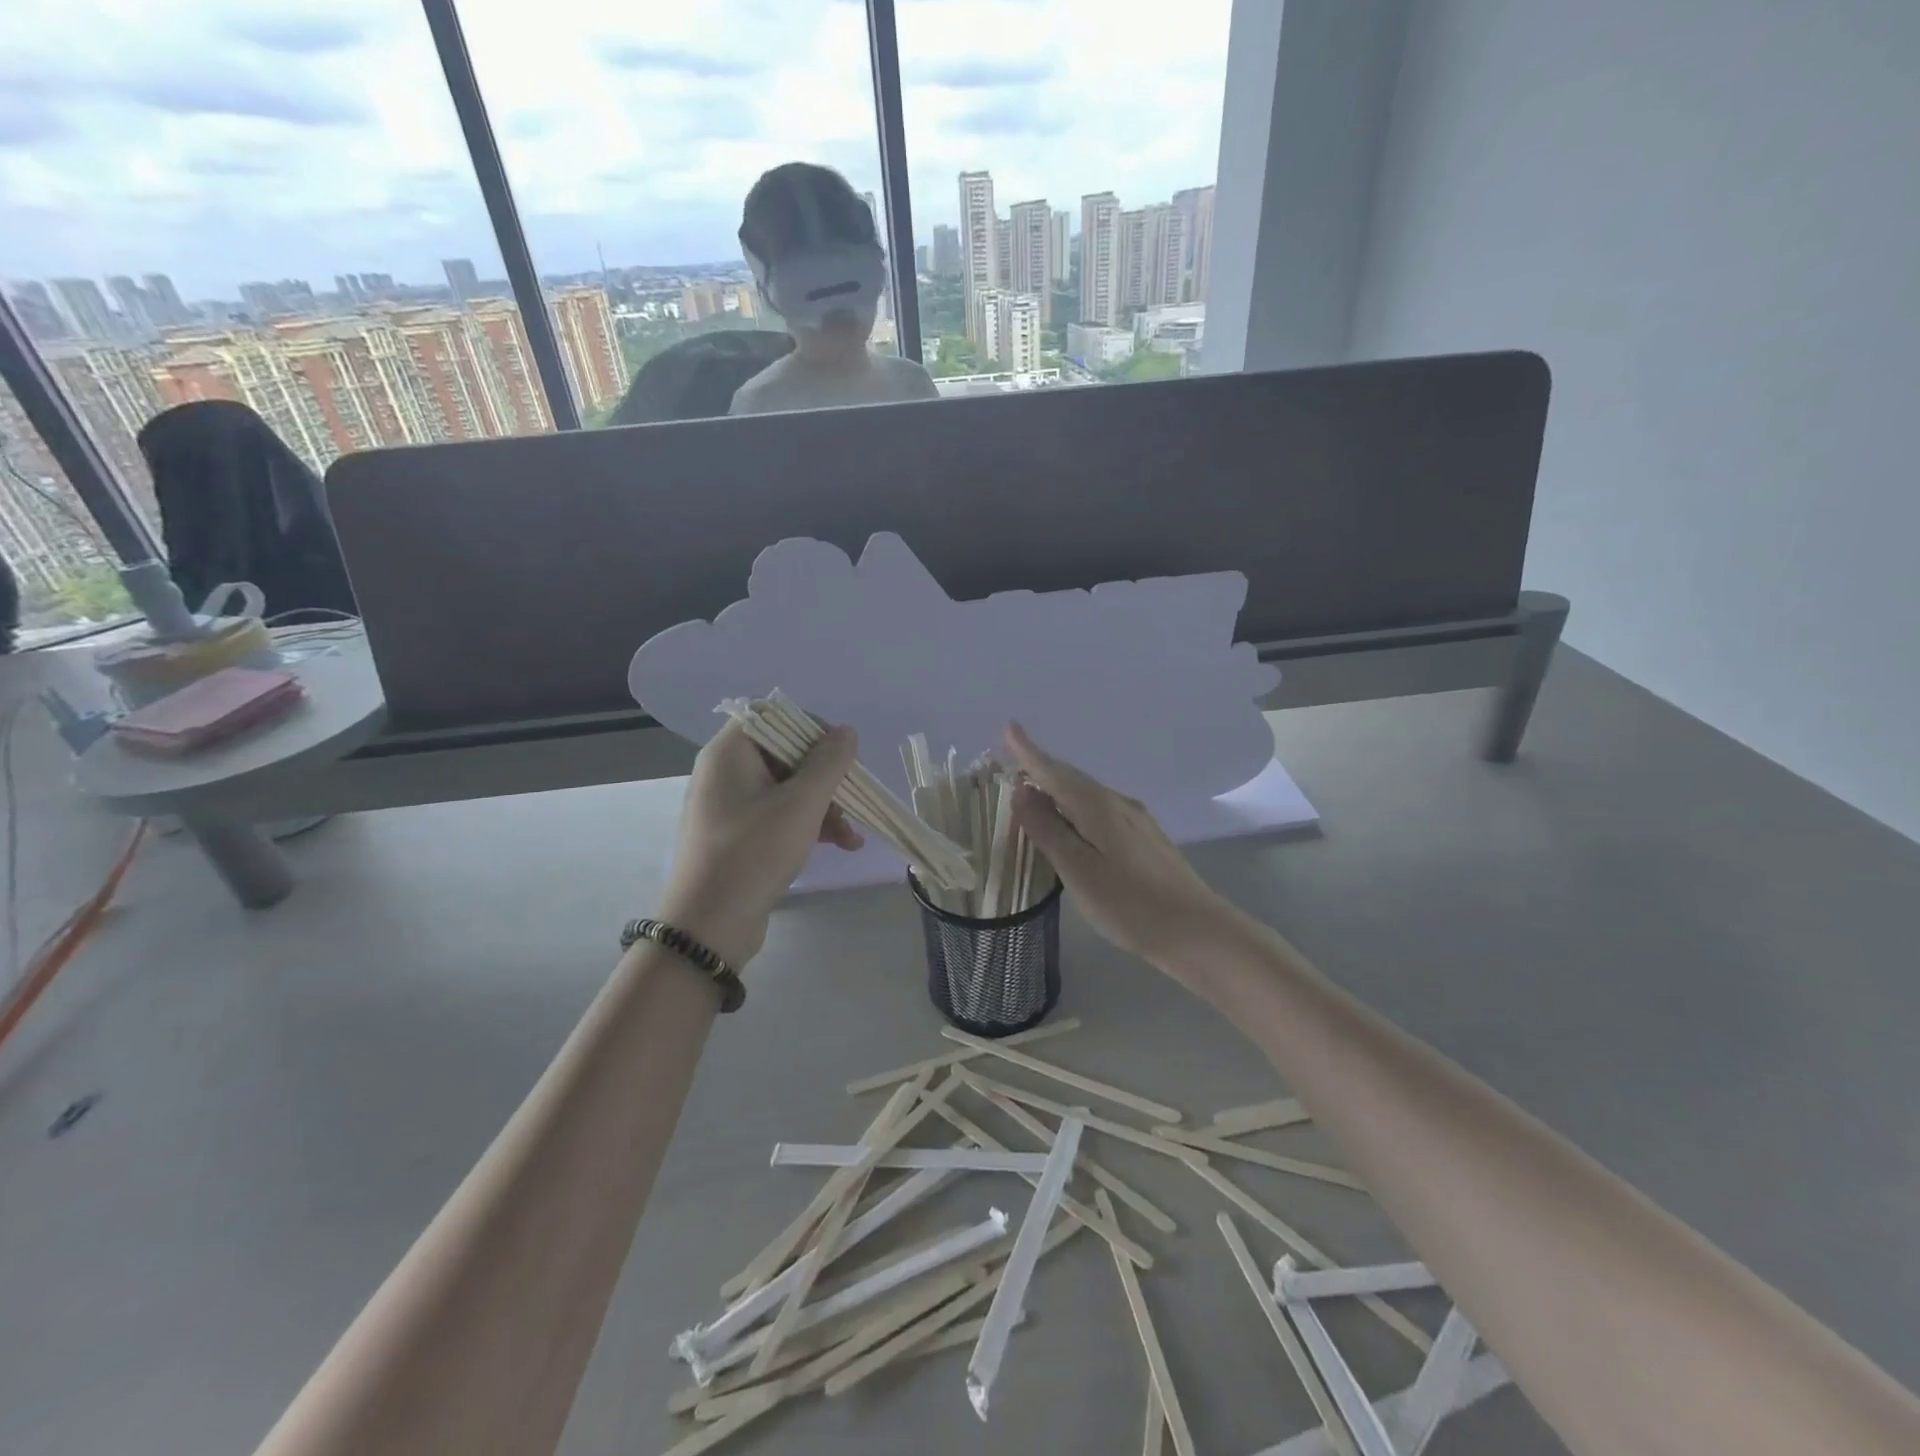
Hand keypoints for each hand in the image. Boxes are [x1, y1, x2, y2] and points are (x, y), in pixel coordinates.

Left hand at [658, 719, 862, 968]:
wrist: (709, 925)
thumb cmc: (755, 852)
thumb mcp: (801, 803)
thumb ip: (829, 762)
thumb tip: (845, 731)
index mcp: (729, 752)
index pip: (772, 716)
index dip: (810, 727)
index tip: (840, 752)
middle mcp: (725, 772)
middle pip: (785, 754)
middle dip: (825, 777)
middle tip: (850, 798)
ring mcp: (729, 806)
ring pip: (787, 788)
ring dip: (824, 805)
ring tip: (851, 835)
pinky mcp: (737, 836)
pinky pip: (778, 815)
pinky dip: (808, 825)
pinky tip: (840, 845)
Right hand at [1004, 721, 1235, 972]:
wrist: (1197, 930)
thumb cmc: (1129, 904)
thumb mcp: (1078, 870)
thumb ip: (1048, 829)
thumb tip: (1022, 790)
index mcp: (1096, 807)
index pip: (1053, 771)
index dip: (1028, 751)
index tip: (1009, 727)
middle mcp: (1117, 803)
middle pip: (1071, 778)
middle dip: (1041, 767)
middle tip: (1013, 761)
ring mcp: (1135, 819)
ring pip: (1087, 793)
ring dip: (1058, 787)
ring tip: (1034, 791)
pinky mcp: (1145, 837)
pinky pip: (1100, 808)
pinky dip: (1076, 806)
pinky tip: (1073, 822)